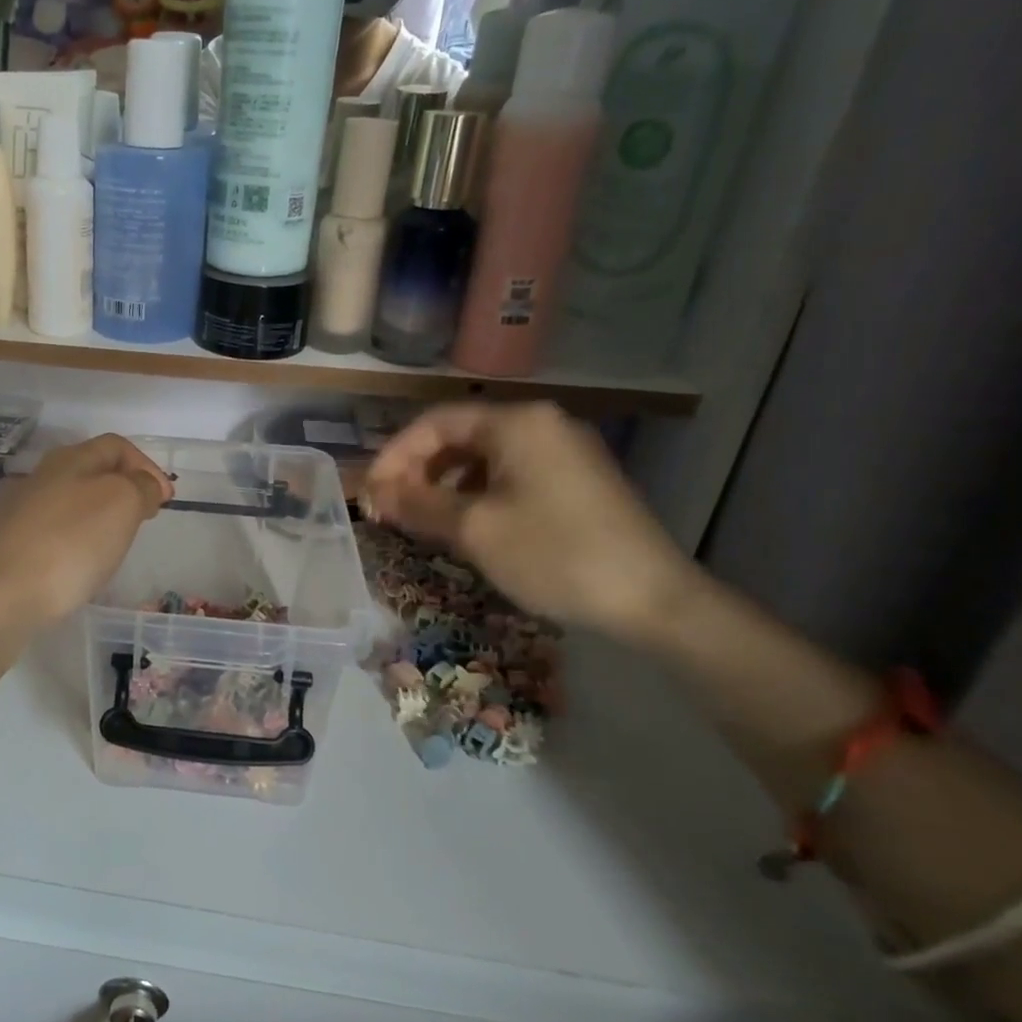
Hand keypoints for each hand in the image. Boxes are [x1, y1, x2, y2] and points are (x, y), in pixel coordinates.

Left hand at [0, 435, 172, 625]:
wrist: (3, 593)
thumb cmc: (71, 542)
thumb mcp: (122, 504)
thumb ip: (140, 487)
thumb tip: (144, 485)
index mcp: (71, 459)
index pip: (116, 446)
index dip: (146, 466)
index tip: (166, 499)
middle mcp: (43, 477)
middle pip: (92, 471)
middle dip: (124, 489)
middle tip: (145, 517)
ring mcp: (22, 511)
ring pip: (73, 502)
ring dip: (101, 515)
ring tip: (118, 542)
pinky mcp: (12, 545)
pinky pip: (56, 531)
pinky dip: (78, 539)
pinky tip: (83, 563)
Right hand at [360, 402, 697, 641]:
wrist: (653, 599)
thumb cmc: (554, 554)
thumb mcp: (473, 529)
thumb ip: (417, 504)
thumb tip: (375, 494)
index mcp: (517, 422)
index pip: (434, 424)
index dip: (394, 456)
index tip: (369, 494)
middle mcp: (542, 424)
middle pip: (459, 436)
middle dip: (417, 471)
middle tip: (389, 509)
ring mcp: (564, 451)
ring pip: (483, 458)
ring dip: (444, 485)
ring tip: (421, 520)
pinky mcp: (577, 480)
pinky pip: (510, 475)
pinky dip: (477, 494)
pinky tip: (466, 526)